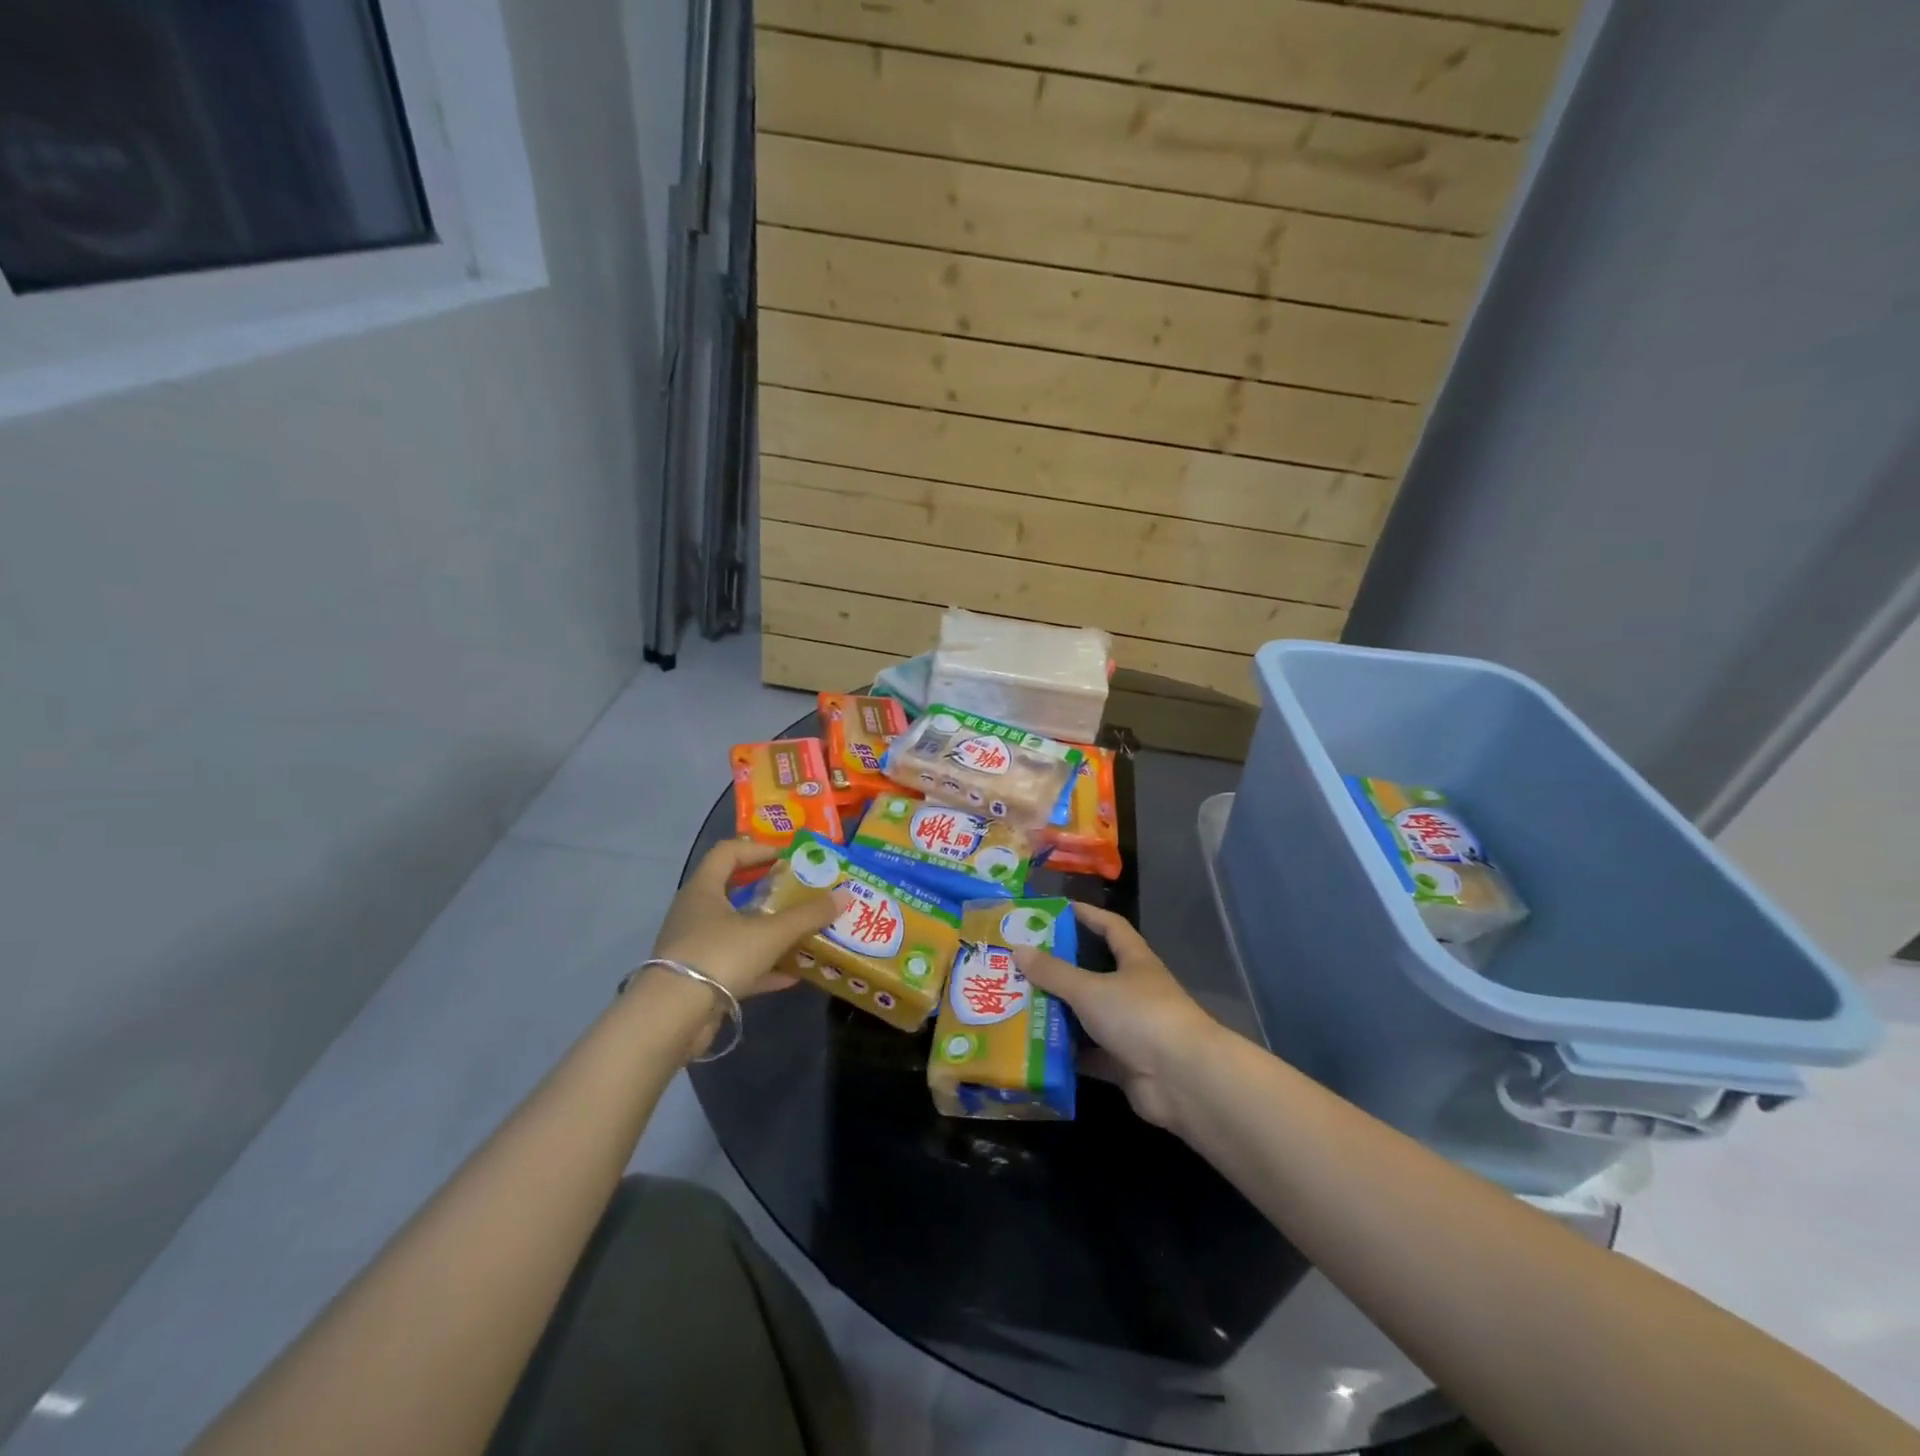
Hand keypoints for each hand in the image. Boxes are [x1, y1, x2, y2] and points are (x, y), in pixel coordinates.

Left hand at [651, 839, 841, 1000]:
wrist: (671, 1019)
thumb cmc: (719, 956)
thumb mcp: (770, 933)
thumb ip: (807, 915)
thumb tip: (844, 895)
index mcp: (704, 890)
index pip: (728, 852)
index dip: (759, 849)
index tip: (789, 857)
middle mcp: (695, 913)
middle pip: (734, 891)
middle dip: (770, 892)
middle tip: (801, 893)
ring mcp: (695, 948)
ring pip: (738, 931)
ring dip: (769, 932)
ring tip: (803, 933)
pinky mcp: (699, 981)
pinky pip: (737, 966)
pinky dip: (764, 968)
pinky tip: (793, 975)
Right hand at [1014, 903, 1223, 1128]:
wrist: (1182, 1080)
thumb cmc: (1139, 1016)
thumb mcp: (1090, 989)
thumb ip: (1054, 972)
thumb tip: (1018, 949)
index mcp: (1134, 962)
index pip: (1112, 928)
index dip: (1089, 915)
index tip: (1059, 908)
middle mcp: (1134, 992)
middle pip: (1093, 974)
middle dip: (1060, 970)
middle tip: (1021, 965)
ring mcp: (1131, 1030)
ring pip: (1088, 1017)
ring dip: (1060, 1014)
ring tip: (1018, 1006)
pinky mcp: (1125, 1065)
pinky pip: (1089, 1055)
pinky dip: (1067, 1054)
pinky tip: (1035, 1049)